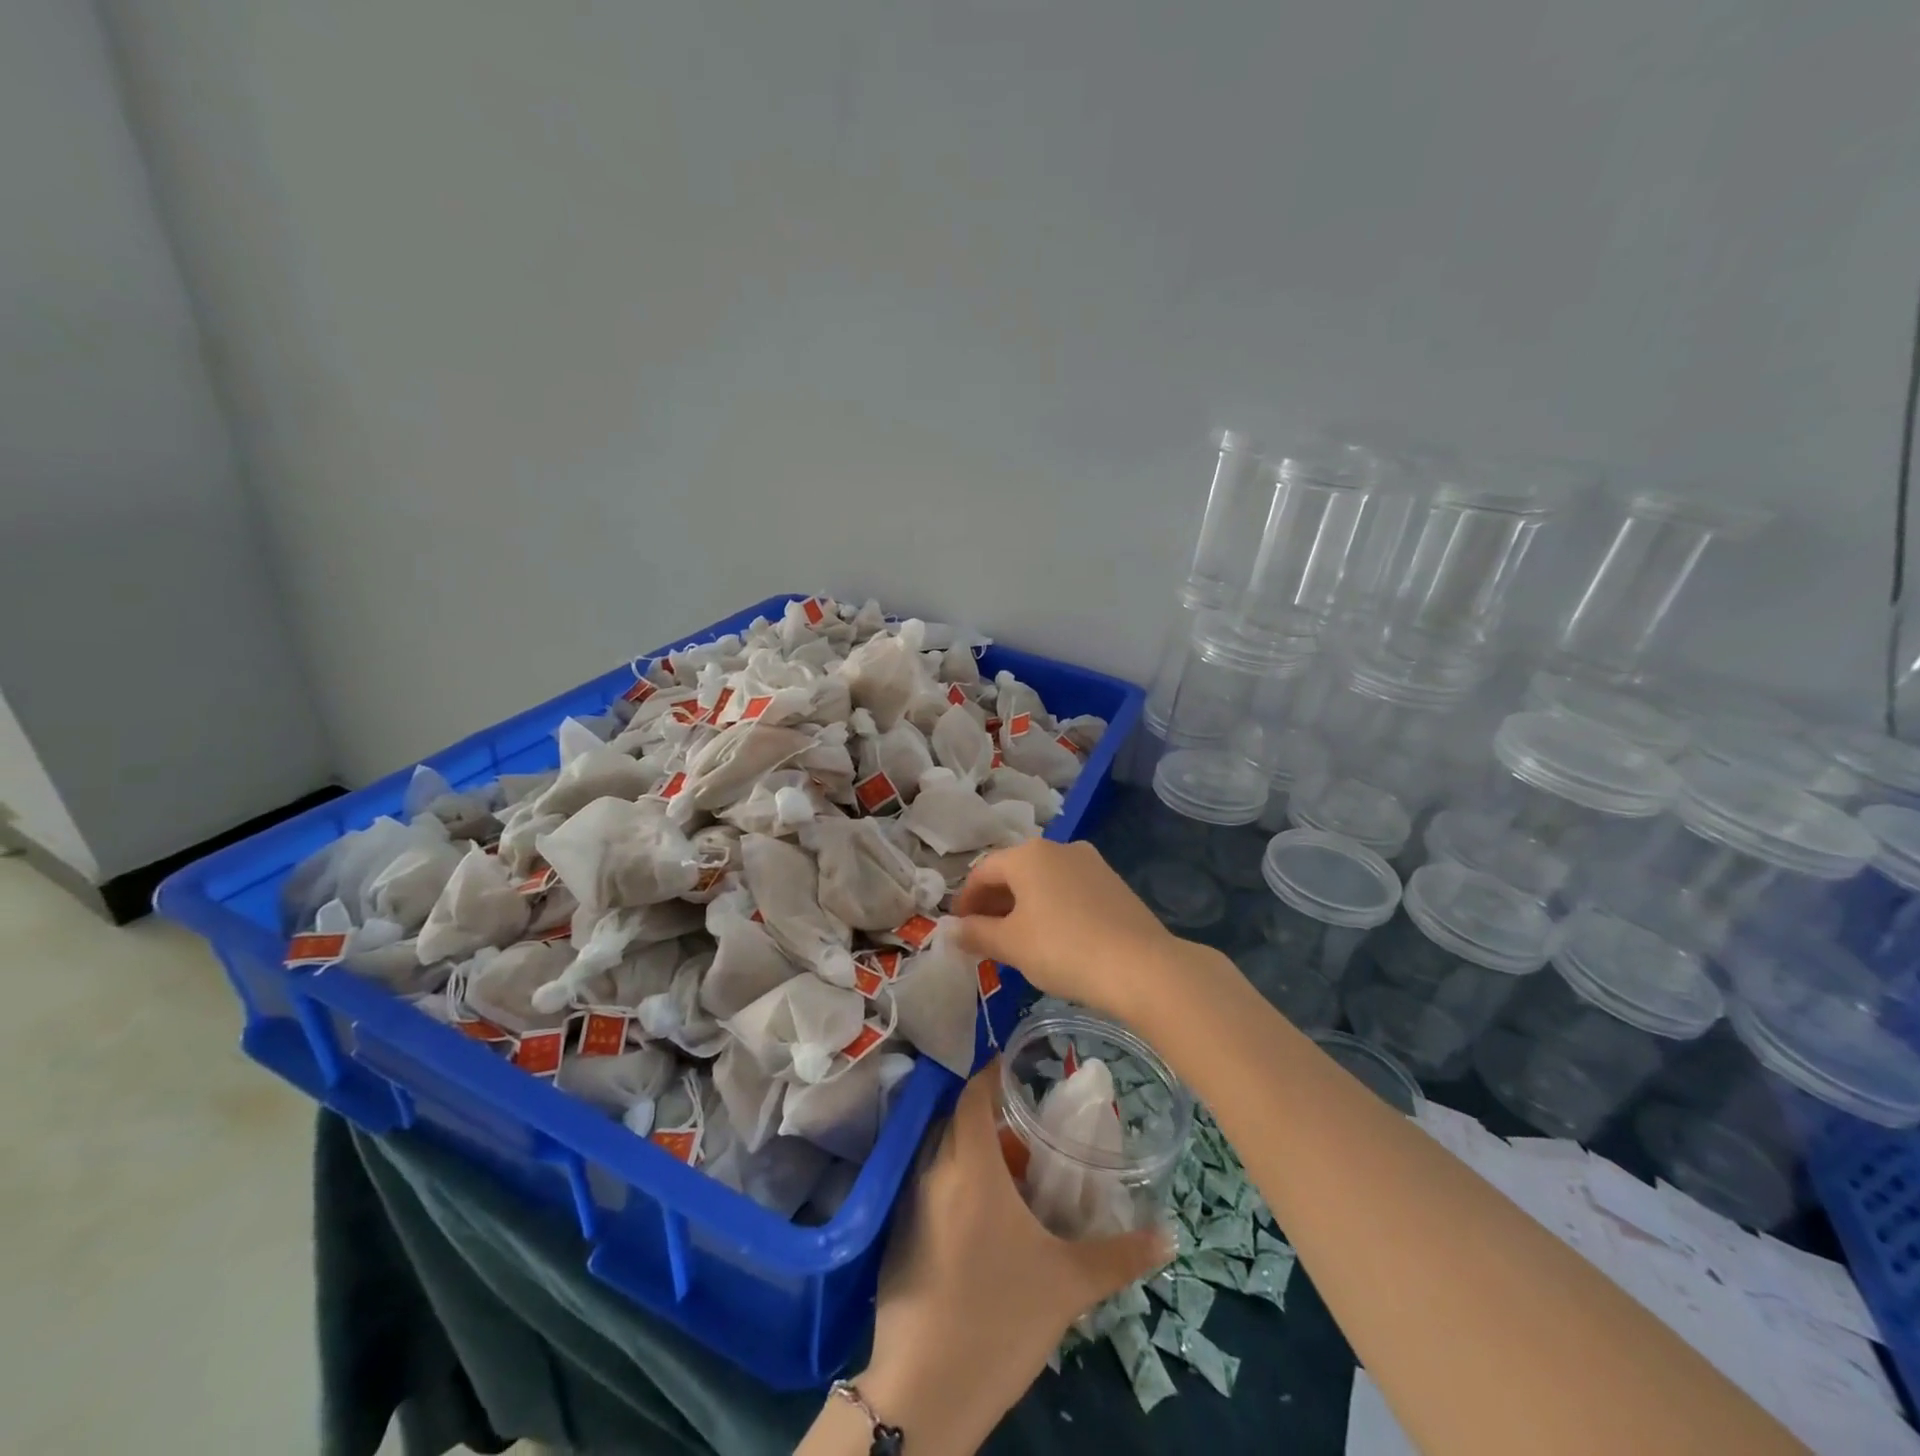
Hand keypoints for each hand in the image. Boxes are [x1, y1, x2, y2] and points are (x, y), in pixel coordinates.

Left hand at [843, 1065, 1170, 1454]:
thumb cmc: (1000, 1319)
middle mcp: (935, 1173)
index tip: (1016, 1068)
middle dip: (989, 1117)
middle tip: (1027, 1130)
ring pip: (942, 1156)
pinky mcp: (898, 1237)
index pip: (973, 1096)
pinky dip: (955, 1184)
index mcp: (971, 1168)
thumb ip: (1120, 1255)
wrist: (925, 1392)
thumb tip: (1169, 1235)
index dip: (991, 1075)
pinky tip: (982, 1221)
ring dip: (972, 1152)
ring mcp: (911, 1205)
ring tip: (1012, 1176)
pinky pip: (929, 1188)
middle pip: (957, 1121)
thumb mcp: (1068, 1285)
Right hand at [952, 838, 1179, 1019]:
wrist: (1141, 967)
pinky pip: (1068, 890)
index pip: (982, 871)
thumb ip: (977, 933)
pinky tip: (1053, 938)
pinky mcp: (1113, 883)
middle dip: (994, 903)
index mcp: (1028, 855)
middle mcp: (1059, 848)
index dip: (965, 900)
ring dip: (1022, 906)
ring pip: (1043, 880)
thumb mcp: (1011, 945)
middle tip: (983, 936)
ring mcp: (1090, 863)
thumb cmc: (1064, 949)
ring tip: (1016, 940)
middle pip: (1013, 872)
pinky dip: (1051, 907)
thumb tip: (952, 929)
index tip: (959, 928)